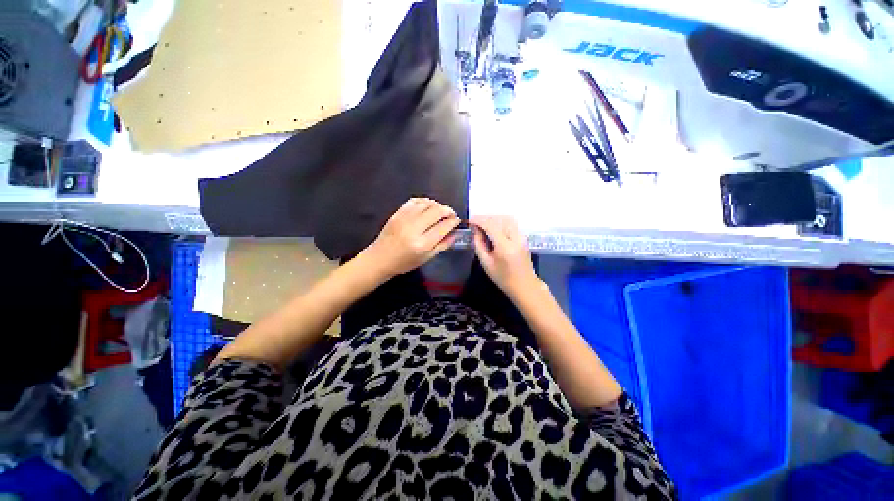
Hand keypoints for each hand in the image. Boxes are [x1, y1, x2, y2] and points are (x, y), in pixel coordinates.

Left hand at [362, 198, 460, 278]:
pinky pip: (414, 201)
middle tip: (451, 214)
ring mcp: (405, 219)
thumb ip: (442, 245)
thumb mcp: (426, 258)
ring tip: (440, 210)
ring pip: (427, 204)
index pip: (443, 227)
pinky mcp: (397, 213)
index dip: (453, 222)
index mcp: (423, 244)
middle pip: (437, 212)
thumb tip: (455, 233)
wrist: (380, 258)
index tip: (457, 221)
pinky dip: (424, 201)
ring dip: (437, 205)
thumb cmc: (405, 262)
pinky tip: (428, 206)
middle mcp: (414, 229)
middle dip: (447, 211)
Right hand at [470, 216, 540, 299]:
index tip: (470, 221)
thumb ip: (479, 245)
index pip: (491, 226)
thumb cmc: (503, 278)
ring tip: (484, 225)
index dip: (479, 220)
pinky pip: (511, 224)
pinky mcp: (524, 237)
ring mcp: (522, 237)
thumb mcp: (486, 263)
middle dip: (486, 218)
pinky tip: (494, 228)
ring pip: (507, 219)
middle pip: (500, 219)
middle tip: (476, 223)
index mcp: (505, 246)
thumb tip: (475, 230)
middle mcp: (515, 238)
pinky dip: (501, 222)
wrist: (524, 285)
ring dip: (494, 219)